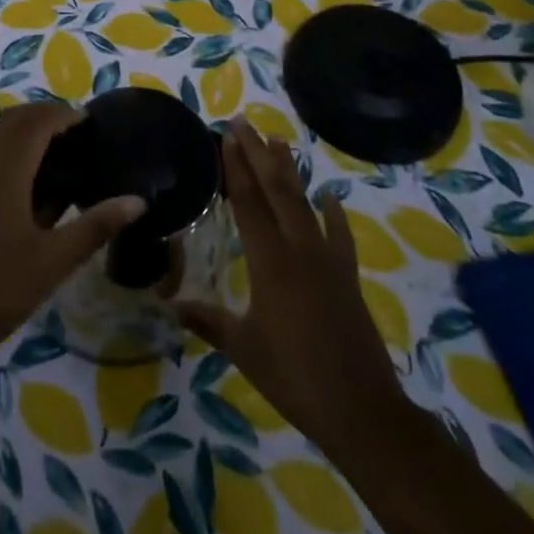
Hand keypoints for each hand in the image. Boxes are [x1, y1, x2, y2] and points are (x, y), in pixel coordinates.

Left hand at [0, 102, 144, 382]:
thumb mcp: (54, 260)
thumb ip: (96, 225)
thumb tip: (137, 201)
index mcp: (5, 166)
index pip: (37, 122)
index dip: (63, 115)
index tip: (89, 122)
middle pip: (13, 120)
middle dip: (43, 117)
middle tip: (74, 134)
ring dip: (19, 128)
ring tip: (48, 147)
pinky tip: (12, 170)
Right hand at [174, 119, 407, 452]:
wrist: (362, 410)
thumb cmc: (294, 377)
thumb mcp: (243, 349)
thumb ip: (208, 321)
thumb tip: (171, 304)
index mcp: (270, 263)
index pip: (248, 203)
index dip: (236, 168)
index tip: (227, 137)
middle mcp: (299, 250)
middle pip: (276, 191)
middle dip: (258, 154)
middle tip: (244, 123)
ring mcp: (328, 261)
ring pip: (305, 204)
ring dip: (290, 171)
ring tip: (278, 141)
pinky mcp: (347, 277)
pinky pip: (339, 236)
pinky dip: (334, 214)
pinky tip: (331, 197)